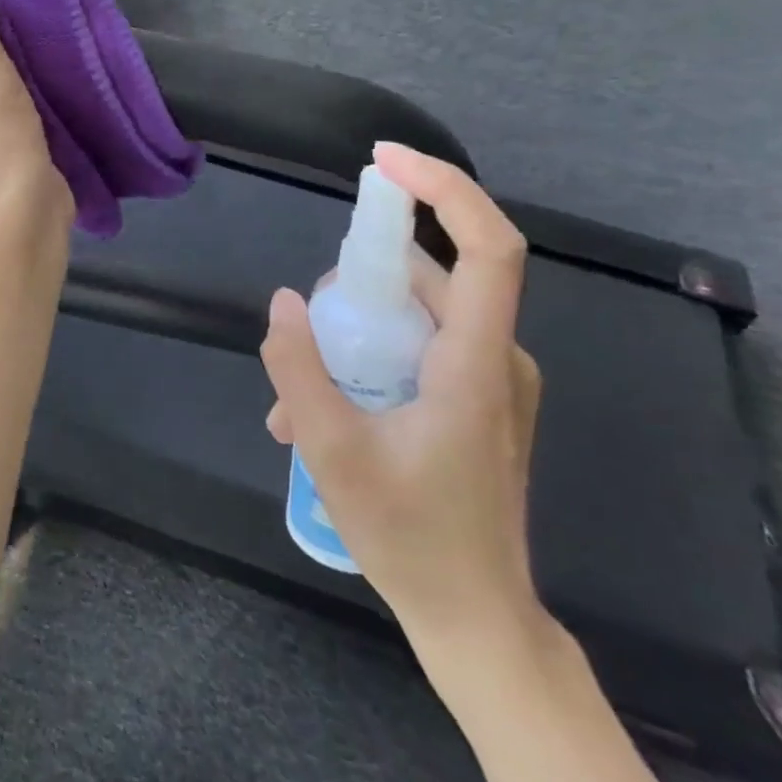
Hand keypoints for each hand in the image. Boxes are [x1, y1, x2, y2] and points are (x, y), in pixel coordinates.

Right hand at [261, 142, 544, 651]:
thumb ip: (299, 368)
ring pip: (418, 315)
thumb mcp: (332, 450)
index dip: (444, 189)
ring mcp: (491, 383)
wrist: (475, 618)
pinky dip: (369, 357)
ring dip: (354, 331)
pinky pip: (420, 348)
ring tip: (296, 393)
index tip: (384, 163)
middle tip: (305, 324)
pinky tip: (322, 408)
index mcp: (476, 366)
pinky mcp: (478, 402)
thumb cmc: (410, 536)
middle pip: (431, 278)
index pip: (488, 248)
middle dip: (358, 281)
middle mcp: (497, 361)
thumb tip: (285, 300)